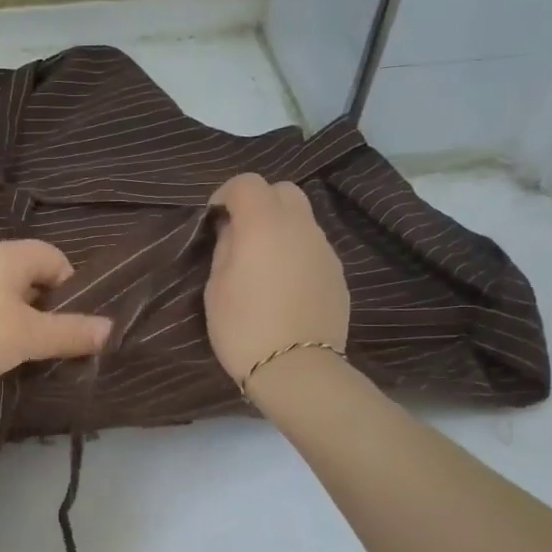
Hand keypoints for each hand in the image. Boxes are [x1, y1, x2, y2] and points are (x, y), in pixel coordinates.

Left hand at [0, 239, 113, 392]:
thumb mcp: (30, 335)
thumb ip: (71, 332)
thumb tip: (110, 328)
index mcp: (10, 255)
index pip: (56, 258)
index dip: (72, 288)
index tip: (73, 323)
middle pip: (32, 277)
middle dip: (48, 308)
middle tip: (55, 341)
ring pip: (8, 297)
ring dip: (23, 321)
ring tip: (28, 352)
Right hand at [204, 174, 349, 385]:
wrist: (297, 369)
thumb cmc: (243, 327)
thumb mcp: (216, 287)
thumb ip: (225, 247)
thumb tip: (234, 229)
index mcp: (264, 223)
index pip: (247, 182)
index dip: (226, 194)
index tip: (214, 219)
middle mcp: (300, 225)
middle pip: (282, 190)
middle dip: (259, 202)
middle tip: (240, 233)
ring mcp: (324, 248)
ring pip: (302, 218)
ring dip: (280, 226)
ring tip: (263, 261)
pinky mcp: (337, 272)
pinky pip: (313, 247)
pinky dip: (296, 251)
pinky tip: (284, 283)